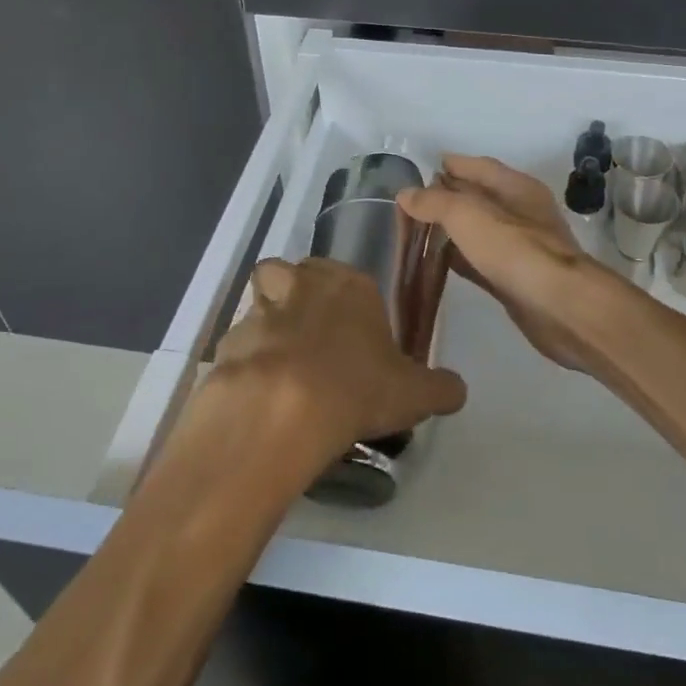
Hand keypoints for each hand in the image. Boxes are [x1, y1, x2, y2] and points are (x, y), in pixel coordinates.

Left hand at [213, 257, 467, 456]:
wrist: (283, 411)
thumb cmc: (358, 387)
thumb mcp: (415, 394)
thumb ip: (440, 387)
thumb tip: (457, 390)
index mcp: (349, 284)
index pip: (345, 275)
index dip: (346, 302)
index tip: (352, 333)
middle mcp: (302, 284)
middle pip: (292, 274)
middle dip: (297, 297)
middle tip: (311, 341)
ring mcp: (260, 310)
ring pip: (259, 304)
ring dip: (267, 327)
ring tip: (281, 368)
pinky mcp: (228, 341)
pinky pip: (238, 345)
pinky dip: (246, 364)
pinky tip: (259, 396)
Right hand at [397, 155, 610, 372]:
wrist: (558, 307)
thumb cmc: (514, 249)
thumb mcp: (467, 215)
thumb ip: (434, 202)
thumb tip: (406, 194)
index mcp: (516, 187)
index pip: (479, 166)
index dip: (452, 165)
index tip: (422, 170)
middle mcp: (521, 212)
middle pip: (479, 197)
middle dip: (448, 196)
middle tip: (412, 203)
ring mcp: (520, 247)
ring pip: (479, 230)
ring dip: (452, 229)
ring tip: (418, 231)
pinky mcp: (515, 279)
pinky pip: (480, 260)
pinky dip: (460, 258)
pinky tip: (438, 263)